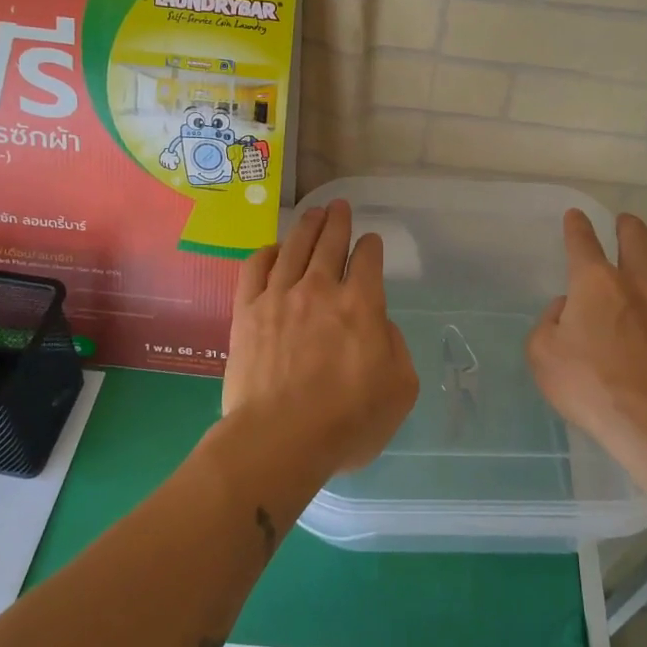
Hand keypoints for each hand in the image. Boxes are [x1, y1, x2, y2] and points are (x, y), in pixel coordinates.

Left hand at [222, 200, 418, 475]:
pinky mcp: (246, 312)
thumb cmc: (347, 421)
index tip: (370, 242)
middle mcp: (320, 289)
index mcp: (361, 304)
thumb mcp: (400, 389)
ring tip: (313, 212)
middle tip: (340, 206)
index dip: (371, 246)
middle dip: (338, 221)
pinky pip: (255, 268)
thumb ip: (396, 347)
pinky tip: (274, 248)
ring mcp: (279, 296)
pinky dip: (267, 252)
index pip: (367, 259)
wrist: (279, 439)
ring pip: (294, 246)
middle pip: (330, 242)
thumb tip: (379, 325)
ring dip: (307, 226)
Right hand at [527, 210, 646, 456]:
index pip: (583, 241)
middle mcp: (636, 284)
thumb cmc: (590, 385)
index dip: (577, 225)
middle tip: (623, 225)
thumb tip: (566, 309)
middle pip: (637, 237)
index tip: (576, 216)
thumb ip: (548, 324)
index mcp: (595, 283)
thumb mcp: (543, 355)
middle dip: (627, 226)